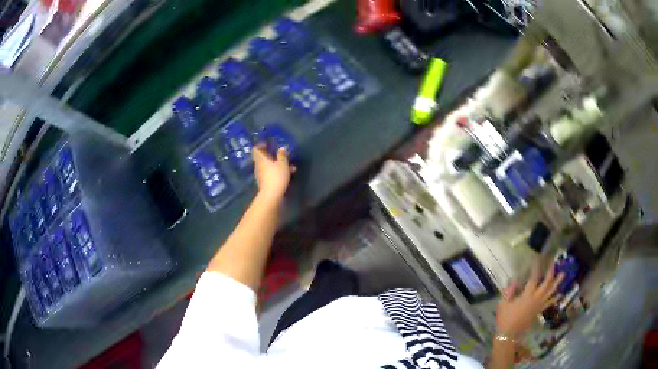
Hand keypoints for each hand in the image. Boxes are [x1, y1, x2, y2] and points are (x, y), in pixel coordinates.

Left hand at [253, 145, 294, 199]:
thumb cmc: (277, 176)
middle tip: (279, 154)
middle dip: (271, 156)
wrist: (271, 195)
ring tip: (289, 166)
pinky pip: (270, 174)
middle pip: (262, 158)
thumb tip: (281, 148)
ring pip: (268, 166)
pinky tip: (287, 174)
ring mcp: (260, 175)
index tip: (267, 144)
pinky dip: (277, 172)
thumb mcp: (283, 164)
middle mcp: (258, 166)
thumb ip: (282, 155)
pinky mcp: (263, 183)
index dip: (260, 145)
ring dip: (276, 165)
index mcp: (261, 159)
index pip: (256, 149)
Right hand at [496, 262, 564, 337]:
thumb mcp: (503, 304)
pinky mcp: (539, 311)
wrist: (509, 334)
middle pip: (546, 284)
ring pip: (550, 292)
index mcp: (527, 297)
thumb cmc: (505, 318)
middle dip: (550, 272)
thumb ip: (509, 291)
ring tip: (563, 273)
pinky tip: (560, 292)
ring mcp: (539, 305)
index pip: (533, 279)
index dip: (536, 267)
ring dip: (557, 282)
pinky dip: (555, 297)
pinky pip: (549, 302)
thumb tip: (515, 280)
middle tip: (554, 262)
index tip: (538, 257)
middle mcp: (536, 299)